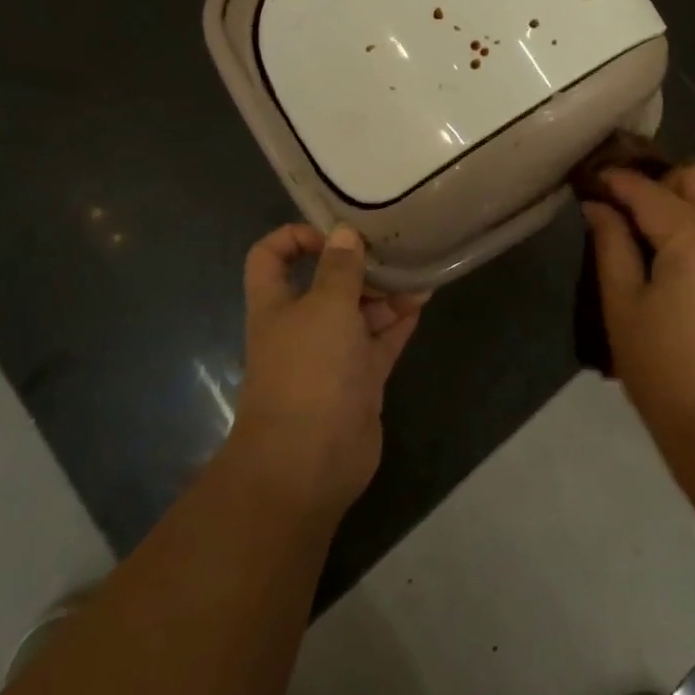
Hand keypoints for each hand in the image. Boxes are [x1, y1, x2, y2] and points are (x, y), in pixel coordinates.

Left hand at [231, 223, 426, 511]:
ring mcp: (332, 355)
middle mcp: (302, 325)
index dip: (295, 236)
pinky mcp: (360, 380)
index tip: (334, 233)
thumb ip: (339, 268)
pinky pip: (381, 340)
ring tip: (417, 269)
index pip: (270, 257)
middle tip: (393, 247)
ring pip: (359, 312)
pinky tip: (423, 298)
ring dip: (385, 291)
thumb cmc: (309, 370)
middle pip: (326, 283)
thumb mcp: (325, 306)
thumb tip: (345, 233)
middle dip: (357, 264)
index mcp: (276, 304)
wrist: (309, 461)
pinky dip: (400, 320)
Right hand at [581, 165, 694, 440]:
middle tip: (629, 205)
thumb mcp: (622, 304)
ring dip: (683, 201)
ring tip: (644, 231)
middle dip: (664, 178)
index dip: (616, 180)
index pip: (651, 191)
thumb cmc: (661, 368)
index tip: (590, 177)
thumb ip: (611, 245)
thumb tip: (598, 206)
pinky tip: (670, 261)